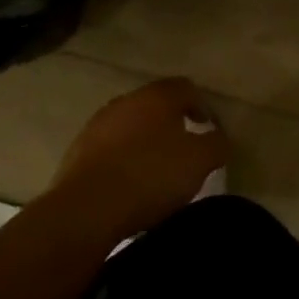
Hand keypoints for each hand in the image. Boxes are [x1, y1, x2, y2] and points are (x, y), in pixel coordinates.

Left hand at [49, 78, 228, 242]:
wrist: (85, 210)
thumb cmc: (150, 176)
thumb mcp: (199, 162)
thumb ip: (216, 144)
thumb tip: (221, 138)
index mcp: (158, 96)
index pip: (186, 88)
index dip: (202, 106)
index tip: (209, 129)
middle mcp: (127, 100)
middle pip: (156, 105)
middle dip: (172, 122)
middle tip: (184, 148)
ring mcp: (98, 125)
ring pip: (130, 126)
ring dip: (144, 141)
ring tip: (155, 169)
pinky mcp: (77, 152)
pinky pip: (109, 149)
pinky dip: (121, 160)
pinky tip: (127, 184)